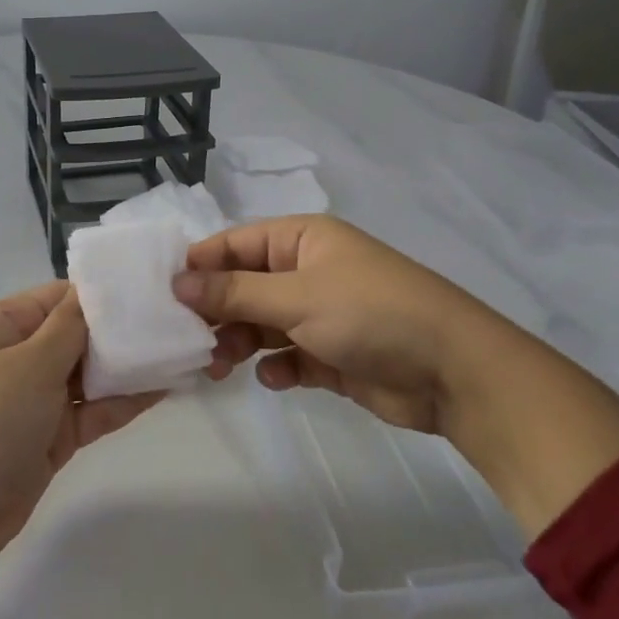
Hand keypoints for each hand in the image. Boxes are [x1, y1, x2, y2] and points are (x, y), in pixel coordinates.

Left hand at [0, 282, 163, 603]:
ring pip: (91, 372)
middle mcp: (21, 354)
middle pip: (79, 333)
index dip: (102, 293)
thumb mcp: (32, 363)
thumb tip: (95, 289)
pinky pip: (94, 409)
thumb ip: (71, 326)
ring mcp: (38, 396)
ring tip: (178, 349)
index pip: (60, 296)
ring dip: (128, 366)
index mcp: (5, 325)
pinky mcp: (54, 434)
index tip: (150, 289)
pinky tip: (165, 387)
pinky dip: (124, 400)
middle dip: (121, 330)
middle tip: (175, 319)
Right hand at [173, 215, 618, 536]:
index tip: (165, 296)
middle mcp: (308, 270)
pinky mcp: (333, 353)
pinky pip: (288, 355)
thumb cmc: (371, 314)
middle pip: (244, 286)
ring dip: (240, 342)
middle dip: (217, 312)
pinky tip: (276, 379)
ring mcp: (321, 313)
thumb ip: (234, 291)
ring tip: (221, 367)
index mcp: (302, 239)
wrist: (454, 372)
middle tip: (191, 342)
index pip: (235, 243)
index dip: (200, 266)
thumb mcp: (296, 297)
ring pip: (262, 323)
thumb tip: (178, 281)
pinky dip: (277, 367)